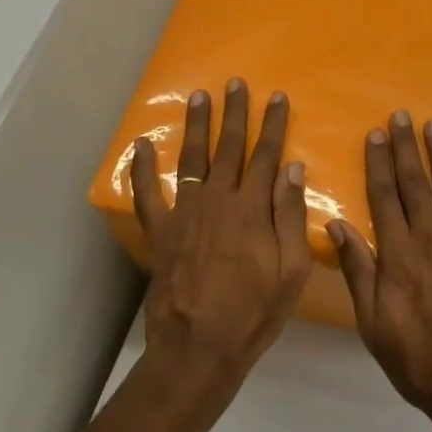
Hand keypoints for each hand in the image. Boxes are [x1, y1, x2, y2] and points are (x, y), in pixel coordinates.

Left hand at [130, 79, 311, 384]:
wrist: (199, 347)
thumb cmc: (254, 312)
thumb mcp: (292, 270)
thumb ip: (291, 217)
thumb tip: (291, 169)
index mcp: (253, 209)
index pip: (266, 156)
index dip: (273, 125)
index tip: (277, 97)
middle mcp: (218, 200)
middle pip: (229, 147)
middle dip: (235, 113)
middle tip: (236, 83)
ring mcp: (185, 213)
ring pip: (192, 159)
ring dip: (197, 125)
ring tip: (199, 96)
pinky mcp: (161, 231)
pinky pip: (146, 194)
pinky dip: (141, 168)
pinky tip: (140, 145)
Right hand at [329, 112, 431, 431]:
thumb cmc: (417, 361)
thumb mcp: (373, 324)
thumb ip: (359, 272)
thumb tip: (338, 226)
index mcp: (398, 256)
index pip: (384, 197)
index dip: (378, 163)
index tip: (375, 134)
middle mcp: (431, 240)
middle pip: (415, 185)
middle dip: (406, 148)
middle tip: (401, 116)